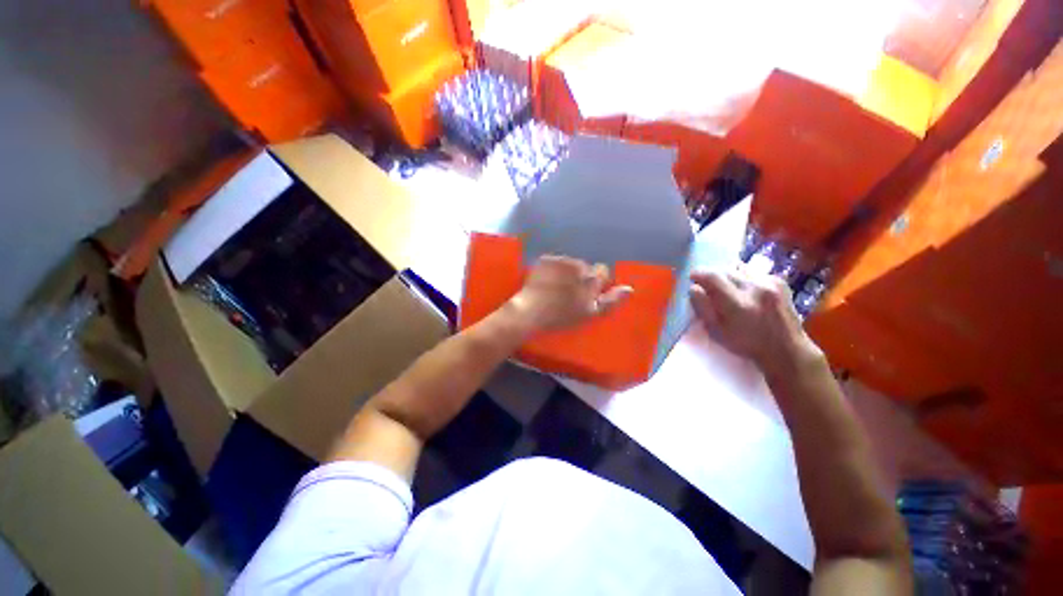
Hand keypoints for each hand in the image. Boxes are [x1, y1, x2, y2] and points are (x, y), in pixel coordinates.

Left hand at [504, 256, 632, 334]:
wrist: (530, 311)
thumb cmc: (561, 317)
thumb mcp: (589, 313)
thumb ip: (611, 300)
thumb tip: (629, 288)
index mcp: (591, 279)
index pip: (602, 271)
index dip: (595, 282)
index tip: (585, 293)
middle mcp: (579, 265)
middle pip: (586, 267)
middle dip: (581, 276)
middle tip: (569, 292)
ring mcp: (561, 261)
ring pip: (570, 263)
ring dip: (566, 272)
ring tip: (556, 288)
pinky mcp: (546, 259)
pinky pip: (554, 261)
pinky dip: (552, 269)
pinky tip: (546, 282)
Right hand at [689, 267, 820, 376]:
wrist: (787, 349)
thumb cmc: (746, 344)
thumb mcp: (717, 331)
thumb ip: (703, 308)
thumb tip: (693, 288)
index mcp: (737, 304)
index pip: (713, 277)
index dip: (699, 274)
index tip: (692, 277)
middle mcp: (755, 288)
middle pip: (725, 270)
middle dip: (713, 276)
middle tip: (709, 287)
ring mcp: (770, 283)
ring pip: (739, 268)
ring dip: (729, 276)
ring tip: (729, 289)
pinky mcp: (779, 281)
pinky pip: (754, 272)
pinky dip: (745, 278)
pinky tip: (747, 292)